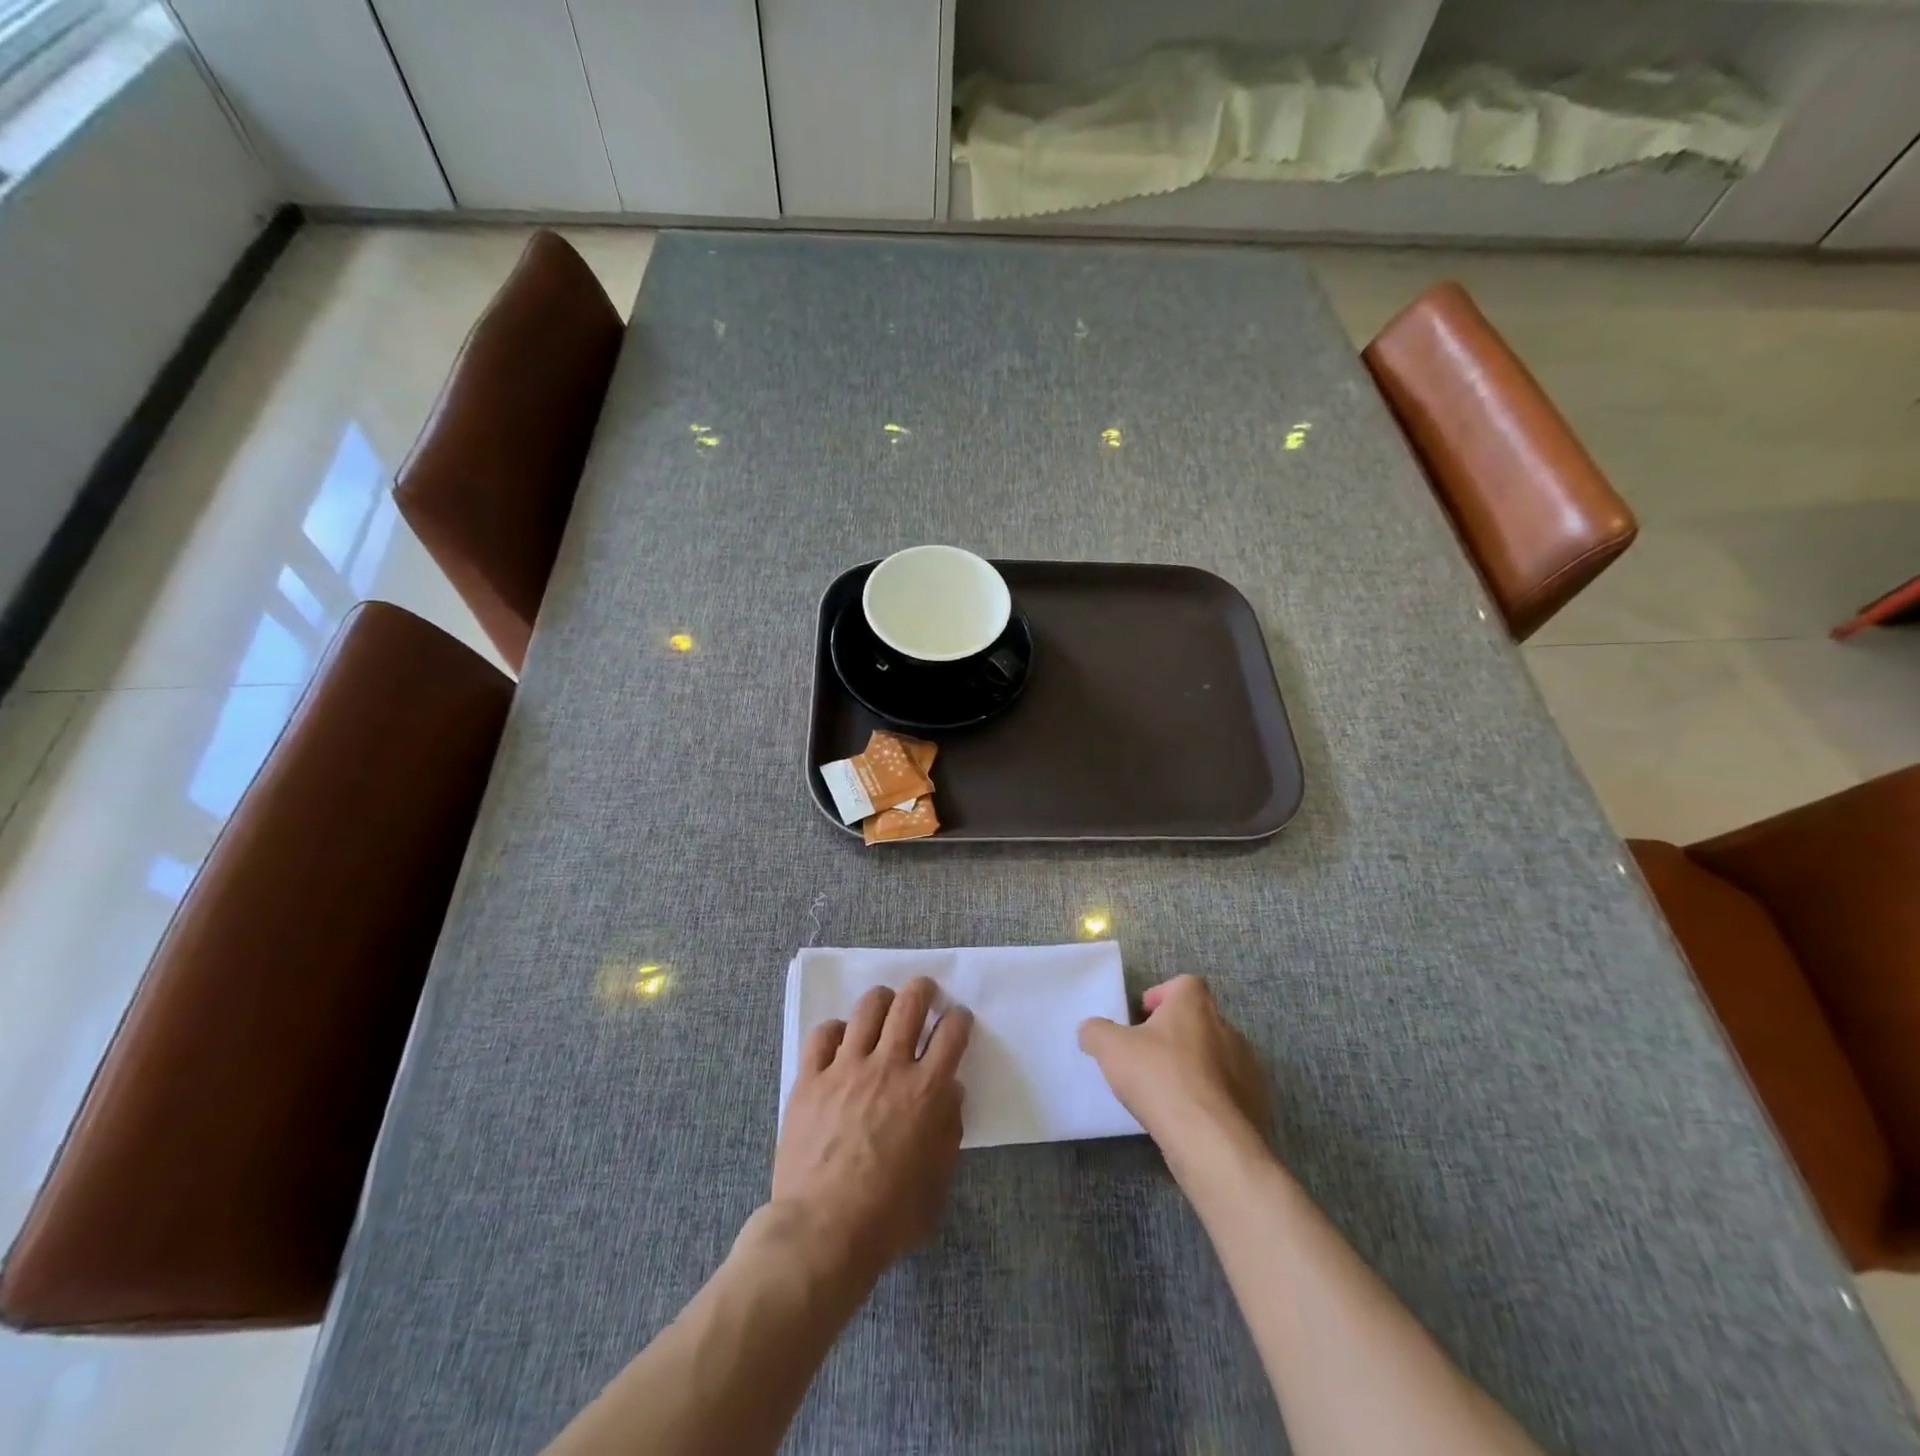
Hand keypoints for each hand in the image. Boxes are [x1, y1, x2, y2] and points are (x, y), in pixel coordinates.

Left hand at [771, 978, 973, 1279]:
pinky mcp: (811, 1078)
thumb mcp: (938, 1184)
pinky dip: (835, 1030)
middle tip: (924, 992)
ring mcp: (846, 1068)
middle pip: (910, 1003)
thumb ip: (949, 1132)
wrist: (823, 1232)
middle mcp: (889, 1067)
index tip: (958, 1019)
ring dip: (882, 1000)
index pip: (952, 1033)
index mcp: (926, 1091)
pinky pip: (823, 1034)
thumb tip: (951, 1093)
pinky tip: (840, 1040)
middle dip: (922, 989)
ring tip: (884, 1005)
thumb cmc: (889, 1217)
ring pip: (868, 1008)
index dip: (959, 1018)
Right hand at [1079, 975, 1269, 1158]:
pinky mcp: (1257, 1102)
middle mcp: (1226, 1027)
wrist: (1212, 1141)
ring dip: (1194, 1066)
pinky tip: (1190, 1116)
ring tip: (1168, 1091)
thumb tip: (1091, 1030)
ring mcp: (1247, 1066)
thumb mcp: (1111, 1049)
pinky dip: (1211, 1097)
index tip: (1142, 1018)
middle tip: (1148, 1056)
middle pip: (1198, 1020)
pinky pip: (1229, 1090)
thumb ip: (1096, 1031)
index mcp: (1194, 1005)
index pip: (1184, 984)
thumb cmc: (1160, 1078)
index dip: (1162, 996)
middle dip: (1175, 1034)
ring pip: (1215, 1056)